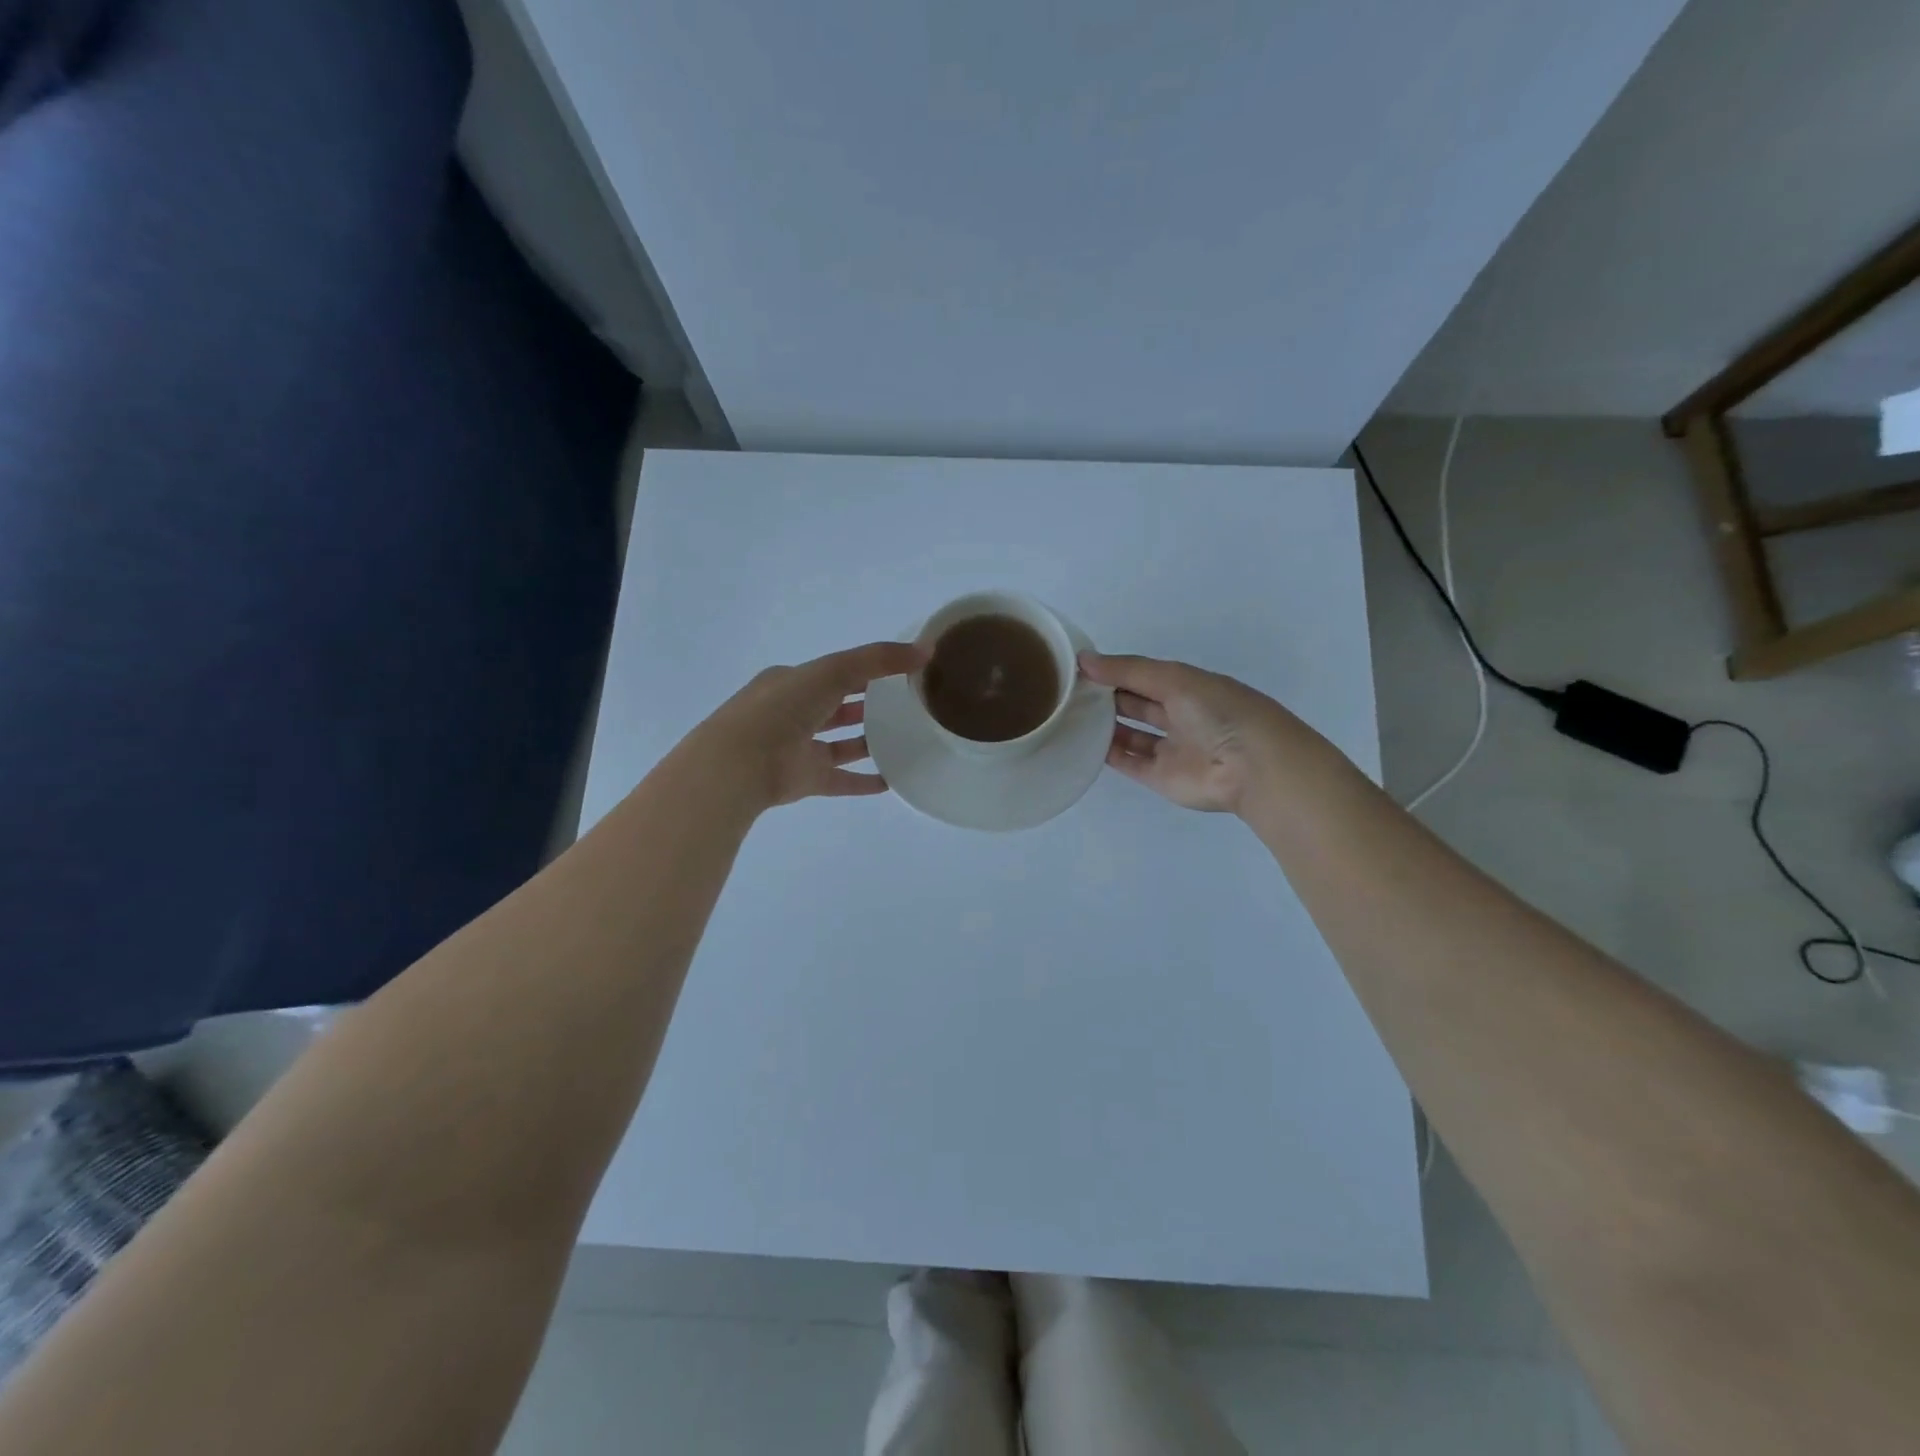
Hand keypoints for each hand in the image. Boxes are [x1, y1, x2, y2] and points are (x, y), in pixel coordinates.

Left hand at [699, 642, 923, 809]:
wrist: (740, 764)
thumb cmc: (783, 708)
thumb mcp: (832, 670)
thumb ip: (878, 659)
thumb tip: (925, 650)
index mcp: (793, 682)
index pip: (835, 672)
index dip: (866, 670)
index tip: (902, 673)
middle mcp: (794, 714)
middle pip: (837, 707)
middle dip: (867, 705)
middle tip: (907, 707)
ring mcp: (799, 749)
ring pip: (839, 744)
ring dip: (867, 742)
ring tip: (905, 741)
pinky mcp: (805, 780)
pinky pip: (841, 780)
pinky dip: (864, 781)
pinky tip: (891, 781)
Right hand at [1079, 651, 1296, 814]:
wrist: (1252, 766)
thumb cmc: (1217, 711)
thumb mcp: (1173, 678)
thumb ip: (1127, 670)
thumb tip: (1082, 660)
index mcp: (1188, 687)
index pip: (1144, 675)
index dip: (1115, 670)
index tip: (1079, 667)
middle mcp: (1179, 716)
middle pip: (1136, 704)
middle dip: (1107, 696)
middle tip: (1068, 690)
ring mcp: (1170, 749)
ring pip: (1131, 734)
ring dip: (1105, 725)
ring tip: (1070, 715)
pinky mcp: (1161, 778)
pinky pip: (1129, 763)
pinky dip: (1108, 754)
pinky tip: (1082, 742)